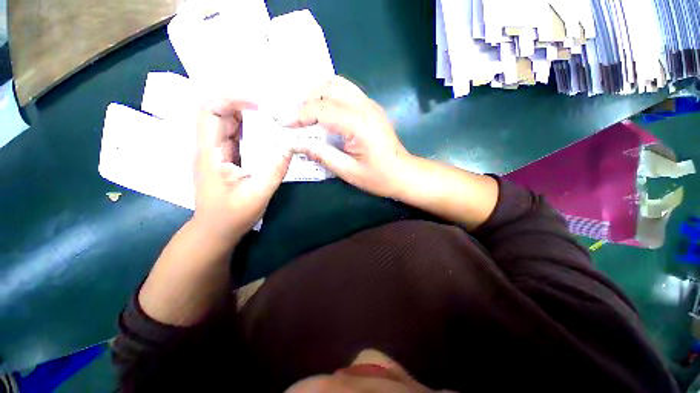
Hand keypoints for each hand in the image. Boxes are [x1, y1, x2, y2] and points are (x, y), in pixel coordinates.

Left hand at [192, 99, 291, 244]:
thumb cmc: (232, 215)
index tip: (260, 107)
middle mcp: (210, 148)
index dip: (232, 100)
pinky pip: (238, 138)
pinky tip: (269, 137)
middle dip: (246, 108)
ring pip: (230, 125)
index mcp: (211, 153)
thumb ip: (275, 170)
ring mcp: (218, 154)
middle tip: (274, 114)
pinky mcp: (226, 160)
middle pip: (221, 114)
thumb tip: (290, 147)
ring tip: (274, 122)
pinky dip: (252, 133)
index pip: (211, 111)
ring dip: (250, 120)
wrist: (216, 231)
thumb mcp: (257, 194)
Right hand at [288, 76, 411, 197]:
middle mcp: (365, 107)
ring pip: (337, 84)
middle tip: (294, 119)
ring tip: (306, 114)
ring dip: (317, 95)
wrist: (404, 174)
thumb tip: (296, 144)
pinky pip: (346, 92)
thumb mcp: (348, 171)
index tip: (283, 123)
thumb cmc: (379, 177)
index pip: (322, 109)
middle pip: (328, 88)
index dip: (299, 115)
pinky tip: (324, 112)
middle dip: (306, 101)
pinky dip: (330, 97)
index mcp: (359, 125)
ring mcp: (370, 105)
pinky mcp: (372, 108)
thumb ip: (322, 155)